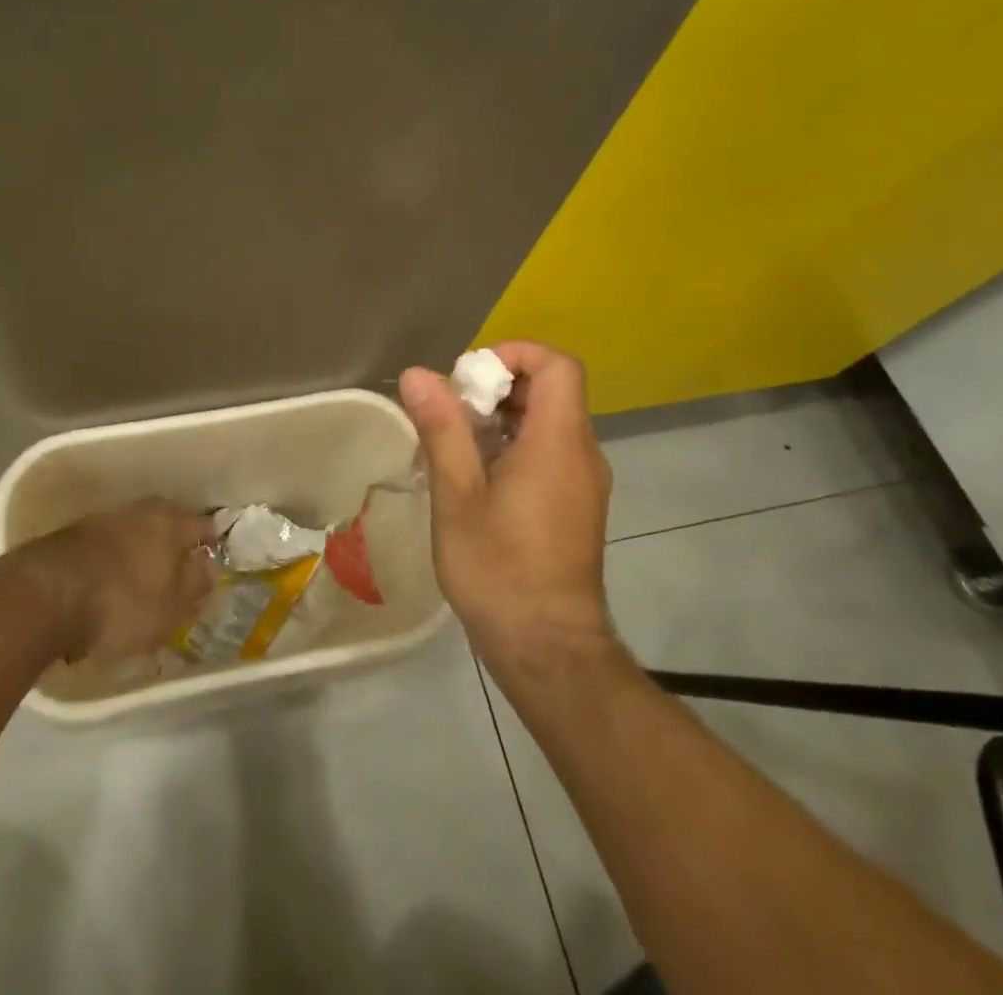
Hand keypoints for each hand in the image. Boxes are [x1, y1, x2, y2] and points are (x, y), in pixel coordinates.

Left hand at [13, 498, 219, 660]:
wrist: (45, 595)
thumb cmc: (122, 603)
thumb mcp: (171, 608)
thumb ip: (196, 584)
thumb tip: (210, 565)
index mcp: (171, 524)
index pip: (203, 526)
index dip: (211, 543)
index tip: (212, 560)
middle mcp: (141, 511)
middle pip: (167, 520)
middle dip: (175, 539)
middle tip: (179, 565)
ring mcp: (104, 518)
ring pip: (135, 528)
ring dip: (142, 545)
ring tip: (143, 573)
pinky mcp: (74, 533)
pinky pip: (107, 541)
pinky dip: (114, 555)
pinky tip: (109, 576)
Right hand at [399, 342, 614, 667]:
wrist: (547, 649)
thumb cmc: (498, 568)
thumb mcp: (457, 494)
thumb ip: (442, 428)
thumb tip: (418, 374)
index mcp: (558, 442)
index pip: (558, 365)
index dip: (515, 354)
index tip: (469, 376)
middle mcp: (582, 454)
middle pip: (552, 390)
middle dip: (499, 386)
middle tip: (451, 411)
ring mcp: (584, 483)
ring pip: (549, 422)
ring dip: (503, 417)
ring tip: (455, 444)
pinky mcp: (577, 507)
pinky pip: (551, 453)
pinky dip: (515, 445)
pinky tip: (476, 477)